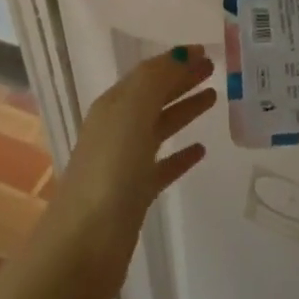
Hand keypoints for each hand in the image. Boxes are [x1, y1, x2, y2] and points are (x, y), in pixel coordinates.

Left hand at [26, 46, 214, 298]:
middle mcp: (116, 129)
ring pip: (159, 127)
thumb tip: (183, 52)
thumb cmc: (109, 172)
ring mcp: (124, 163)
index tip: (208, 52)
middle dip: (182, 80)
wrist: (83, 246)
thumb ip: (156, 80)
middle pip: (154, 97)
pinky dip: (181, 155)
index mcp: (113, 106)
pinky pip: (163, 165)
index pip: (148, 73)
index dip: (176, 60)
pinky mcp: (134, 195)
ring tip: (214, 99)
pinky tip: (201, 151)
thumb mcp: (131, 113)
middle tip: (215, 70)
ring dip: (184, 111)